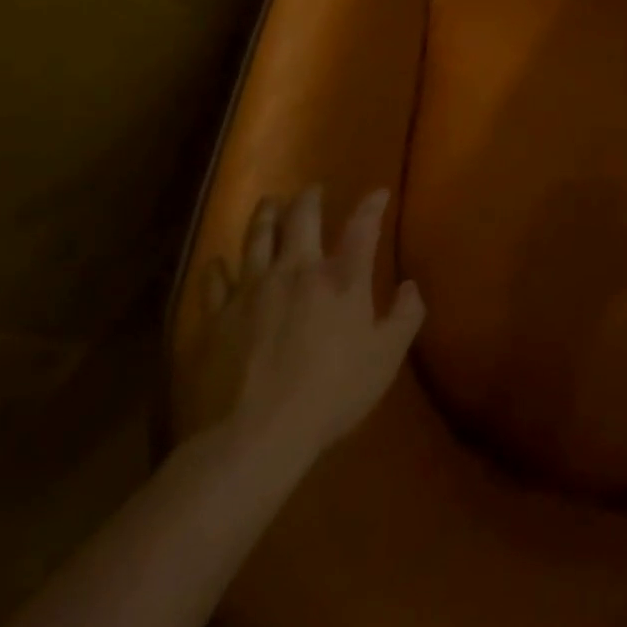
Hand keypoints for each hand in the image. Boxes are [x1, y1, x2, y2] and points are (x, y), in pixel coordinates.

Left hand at [180, 187, 423, 472]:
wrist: (251, 437)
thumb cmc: (330, 395)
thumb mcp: (385, 359)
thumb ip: (405, 317)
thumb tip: (412, 286)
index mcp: (341, 278)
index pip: (362, 226)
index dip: (372, 205)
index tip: (379, 192)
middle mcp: (296, 270)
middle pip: (301, 219)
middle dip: (309, 199)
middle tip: (312, 189)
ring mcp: (251, 290)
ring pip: (257, 238)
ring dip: (265, 216)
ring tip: (268, 203)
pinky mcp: (216, 318)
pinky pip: (214, 281)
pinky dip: (217, 268)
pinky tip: (217, 262)